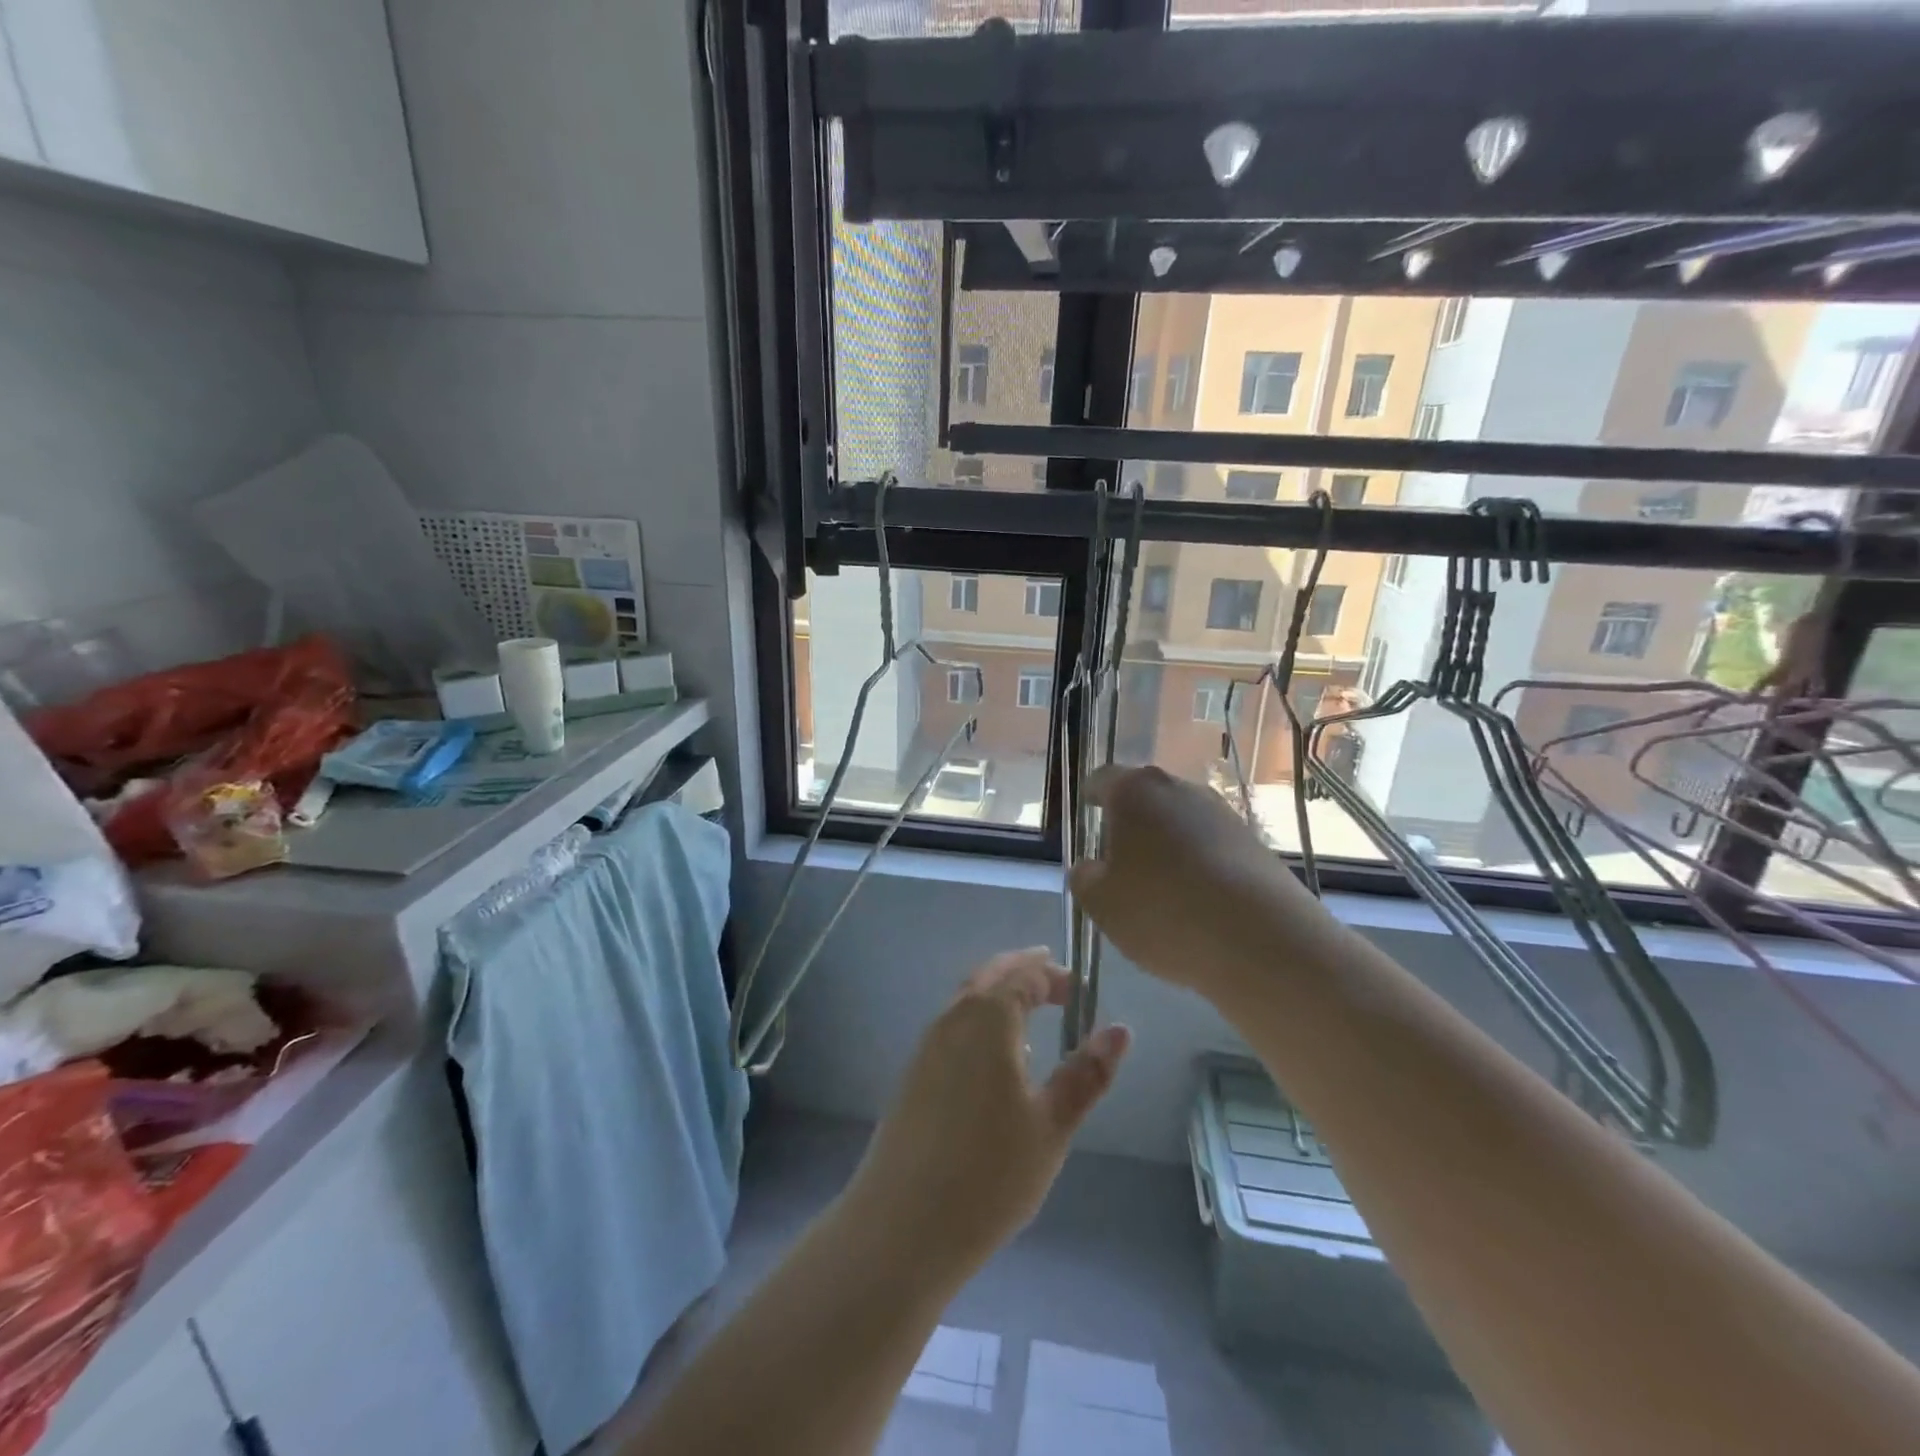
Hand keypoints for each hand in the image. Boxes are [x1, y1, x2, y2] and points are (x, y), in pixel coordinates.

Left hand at [841, 949, 1130, 1274]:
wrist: (902, 1225)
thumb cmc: (989, 1174)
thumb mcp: (1052, 1125)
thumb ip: (1086, 1074)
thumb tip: (1120, 1030)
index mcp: (988, 1018)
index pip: (1023, 975)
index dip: (1053, 975)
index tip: (1079, 990)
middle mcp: (952, 1019)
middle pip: (989, 976)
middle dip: (1022, 971)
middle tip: (1054, 980)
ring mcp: (927, 1046)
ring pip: (966, 1000)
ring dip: (998, 993)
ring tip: (1029, 1013)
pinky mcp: (913, 1075)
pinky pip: (952, 1027)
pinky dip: (978, 1020)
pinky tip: (993, 1058)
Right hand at [1069, 765, 1328, 997]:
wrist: (1261, 941)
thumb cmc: (1163, 911)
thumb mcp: (1101, 903)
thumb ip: (1084, 878)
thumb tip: (1090, 867)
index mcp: (1134, 791)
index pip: (1101, 780)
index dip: (1089, 798)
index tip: (1085, 817)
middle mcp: (1180, 788)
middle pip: (1145, 799)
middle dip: (1130, 825)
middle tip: (1118, 863)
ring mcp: (1223, 813)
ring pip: (1181, 823)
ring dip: (1167, 846)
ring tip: (1160, 891)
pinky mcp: (1254, 842)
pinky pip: (1212, 847)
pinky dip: (1199, 866)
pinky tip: (1198, 904)